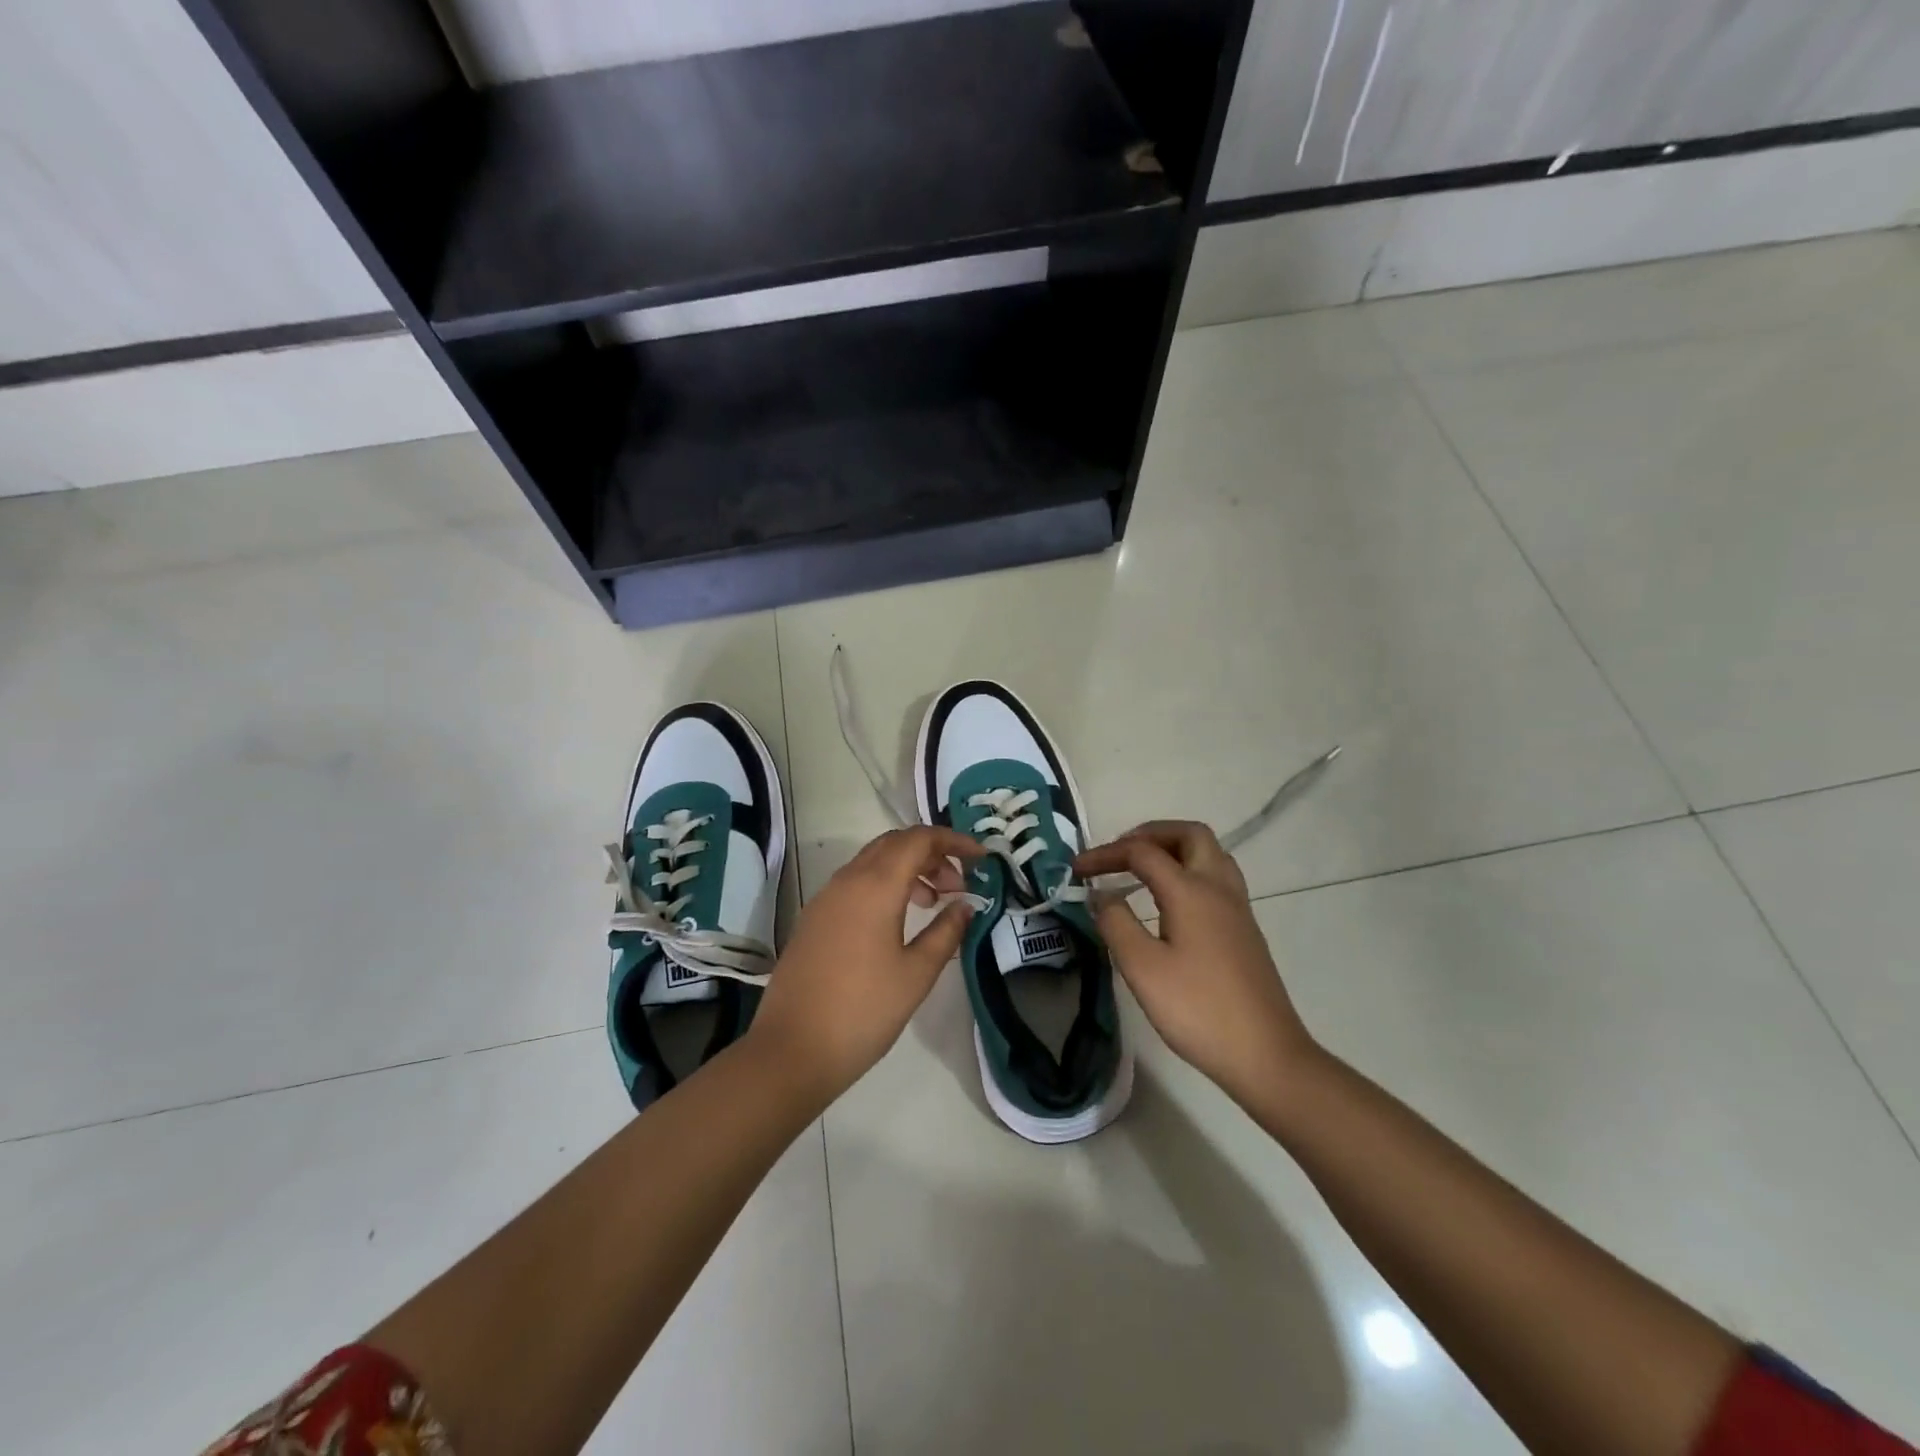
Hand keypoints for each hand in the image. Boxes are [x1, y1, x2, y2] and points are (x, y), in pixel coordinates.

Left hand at [749, 826, 980, 1105]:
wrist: (792, 1050)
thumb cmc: (863, 1011)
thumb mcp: (916, 974)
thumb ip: (946, 932)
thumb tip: (965, 905)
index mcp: (875, 885)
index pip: (919, 839)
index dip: (954, 841)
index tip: (982, 858)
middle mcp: (848, 880)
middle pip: (895, 843)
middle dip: (932, 853)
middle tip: (958, 884)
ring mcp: (826, 898)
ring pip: (873, 862)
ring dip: (908, 869)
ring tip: (933, 903)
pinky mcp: (814, 918)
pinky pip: (856, 883)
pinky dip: (884, 885)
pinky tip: (898, 921)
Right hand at [1075, 821, 1317, 1111]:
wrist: (1266, 1055)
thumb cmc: (1198, 1010)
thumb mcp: (1142, 968)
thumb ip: (1115, 923)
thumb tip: (1101, 894)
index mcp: (1191, 891)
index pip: (1142, 852)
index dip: (1105, 854)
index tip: (1075, 870)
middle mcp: (1218, 887)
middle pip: (1188, 834)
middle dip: (1149, 834)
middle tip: (1119, 853)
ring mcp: (1237, 908)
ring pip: (1208, 853)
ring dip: (1173, 849)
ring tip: (1141, 868)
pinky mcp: (1244, 929)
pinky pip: (1216, 876)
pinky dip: (1187, 870)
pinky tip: (1169, 901)